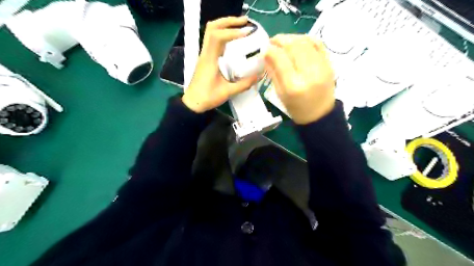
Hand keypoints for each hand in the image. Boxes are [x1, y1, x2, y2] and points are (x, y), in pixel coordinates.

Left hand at [183, 16, 260, 113]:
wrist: (193, 103)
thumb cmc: (207, 97)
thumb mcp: (227, 92)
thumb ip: (243, 84)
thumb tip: (258, 76)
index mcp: (209, 60)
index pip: (218, 37)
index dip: (232, 31)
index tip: (246, 33)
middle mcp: (205, 54)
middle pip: (212, 28)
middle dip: (228, 21)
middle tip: (244, 22)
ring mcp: (204, 55)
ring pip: (211, 32)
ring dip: (225, 26)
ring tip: (240, 27)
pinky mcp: (205, 58)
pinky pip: (213, 40)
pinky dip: (223, 35)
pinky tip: (233, 40)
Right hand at [265, 35, 334, 124]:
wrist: (320, 115)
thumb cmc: (296, 108)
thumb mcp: (280, 94)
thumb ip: (273, 72)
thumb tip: (267, 54)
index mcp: (293, 85)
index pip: (280, 58)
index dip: (270, 50)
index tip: (264, 48)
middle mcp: (309, 74)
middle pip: (293, 46)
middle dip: (280, 40)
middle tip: (272, 41)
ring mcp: (322, 67)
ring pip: (305, 42)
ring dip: (291, 38)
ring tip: (283, 41)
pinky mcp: (329, 64)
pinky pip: (318, 43)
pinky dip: (305, 39)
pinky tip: (297, 42)